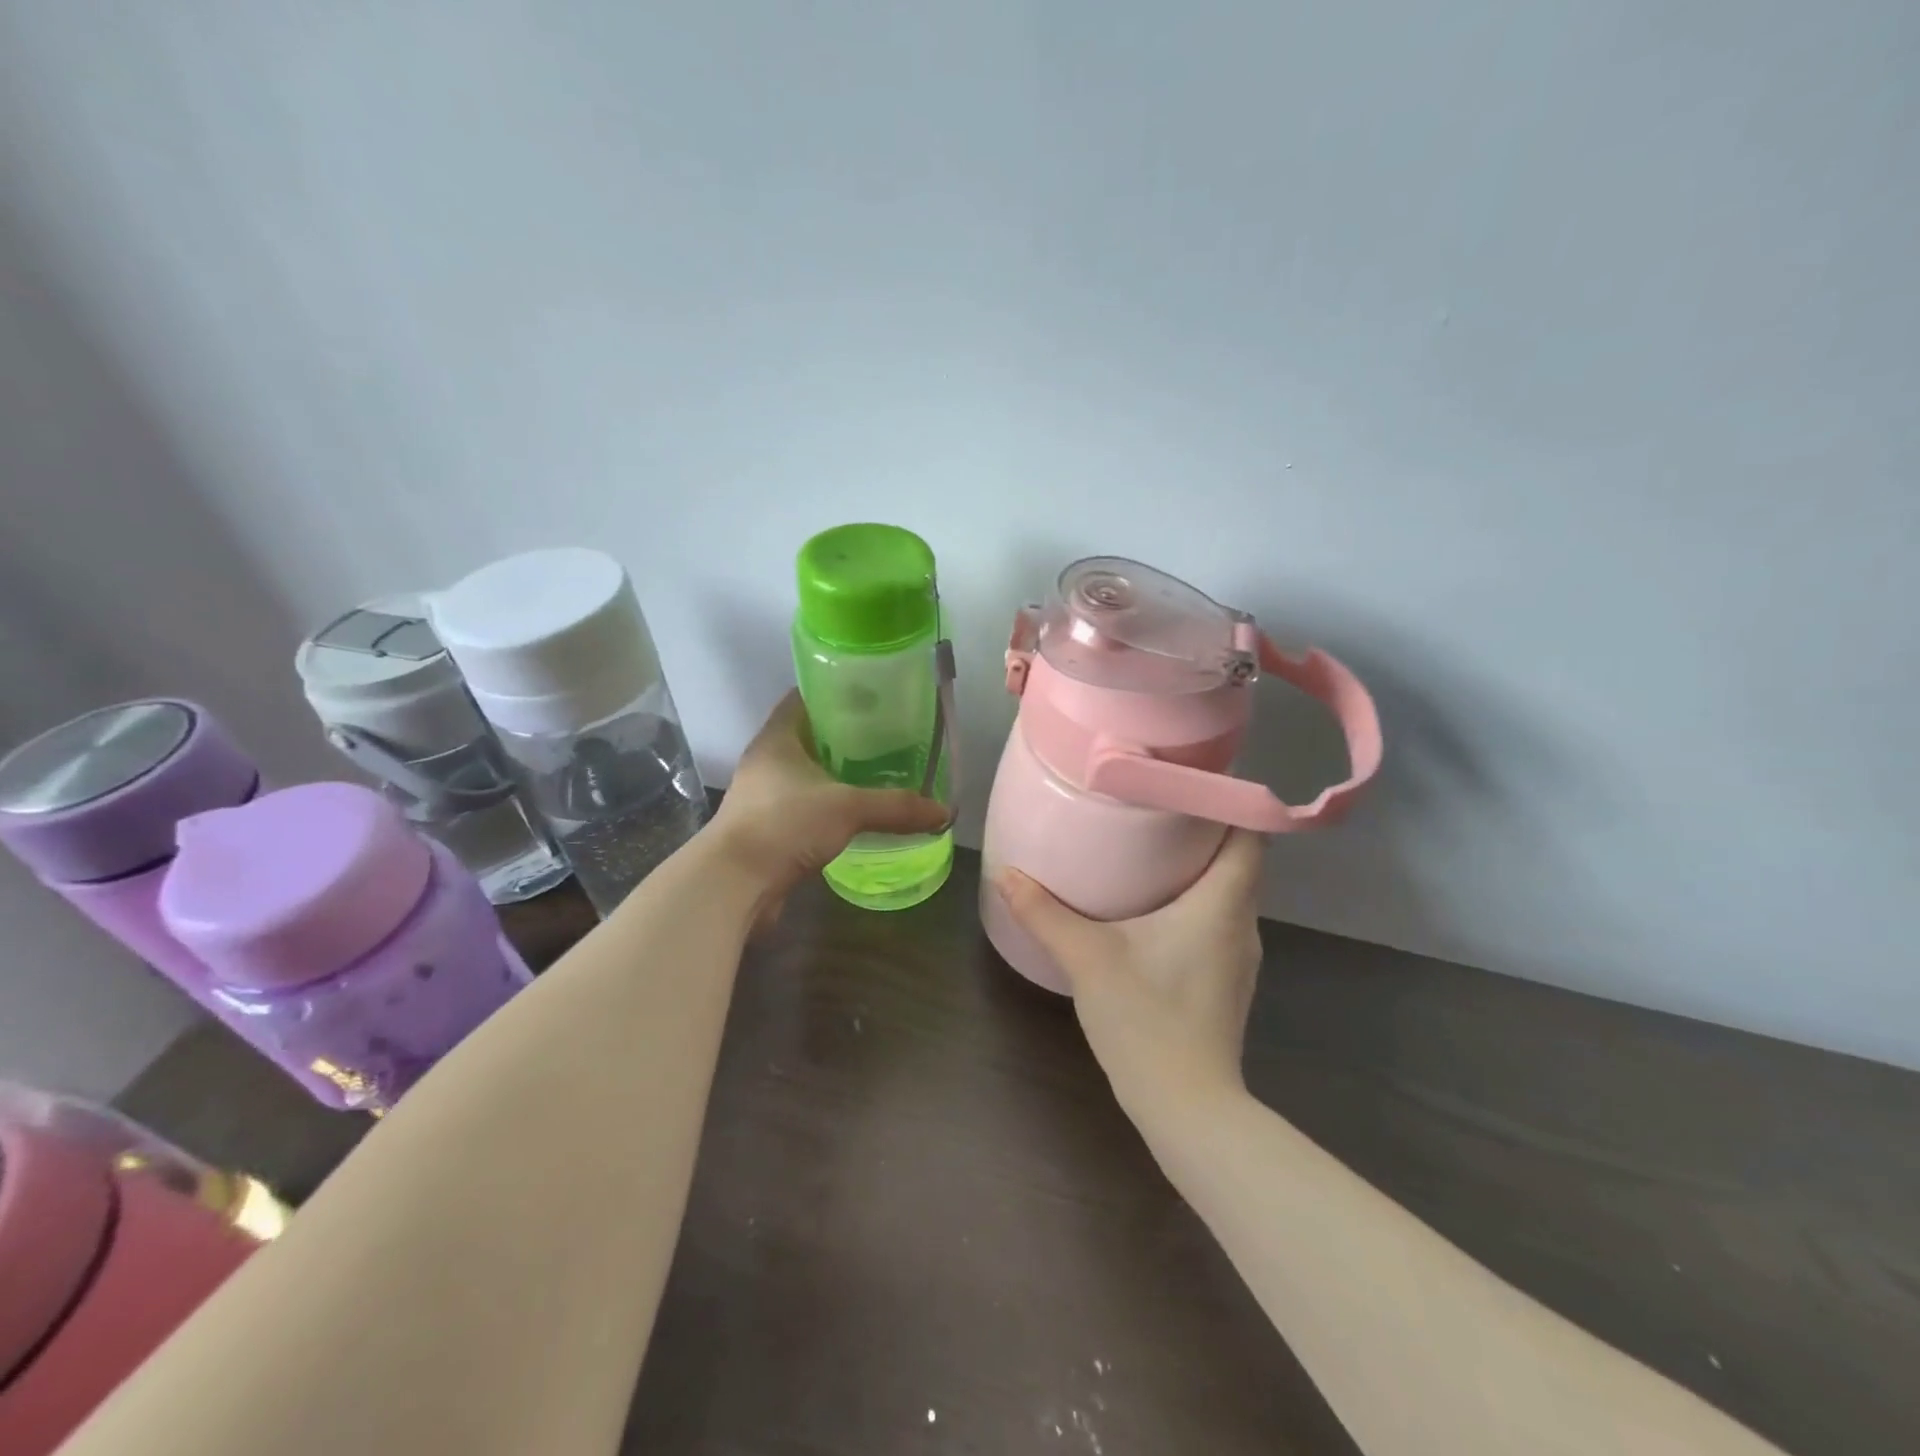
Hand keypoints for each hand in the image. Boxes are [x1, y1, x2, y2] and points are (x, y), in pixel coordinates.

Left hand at [709, 691, 948, 910]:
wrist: (735, 884)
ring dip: (834, 774)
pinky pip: (803, 807)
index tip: (868, 694)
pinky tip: (855, 814)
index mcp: (776, 739)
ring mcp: (762, 797)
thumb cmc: (785, 825)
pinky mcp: (767, 829)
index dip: (832, 692)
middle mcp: (765, 762)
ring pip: (804, 775)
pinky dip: (826, 807)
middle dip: (841, 736)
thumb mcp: (848, 808)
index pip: (802, 699)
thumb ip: (896, 807)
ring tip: (876, 773)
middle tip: (884, 735)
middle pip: (806, 737)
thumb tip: (945, 812)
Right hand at [995, 830, 1266, 1118]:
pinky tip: (1151, 910)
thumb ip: (1045, 913)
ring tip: (1149, 850)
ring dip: (1197, 869)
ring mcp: (1238, 957)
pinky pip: (1216, 922)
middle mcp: (1242, 924)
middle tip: (1153, 809)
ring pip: (1226, 893)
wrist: (1187, 1108)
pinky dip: (1193, 903)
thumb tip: (1006, 874)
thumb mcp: (1088, 959)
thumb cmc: (1147, 1020)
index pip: (1250, 834)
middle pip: (1237, 860)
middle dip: (1202, 831)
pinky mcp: (1224, 981)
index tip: (1189, 781)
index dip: (1228, 802)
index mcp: (1222, 904)